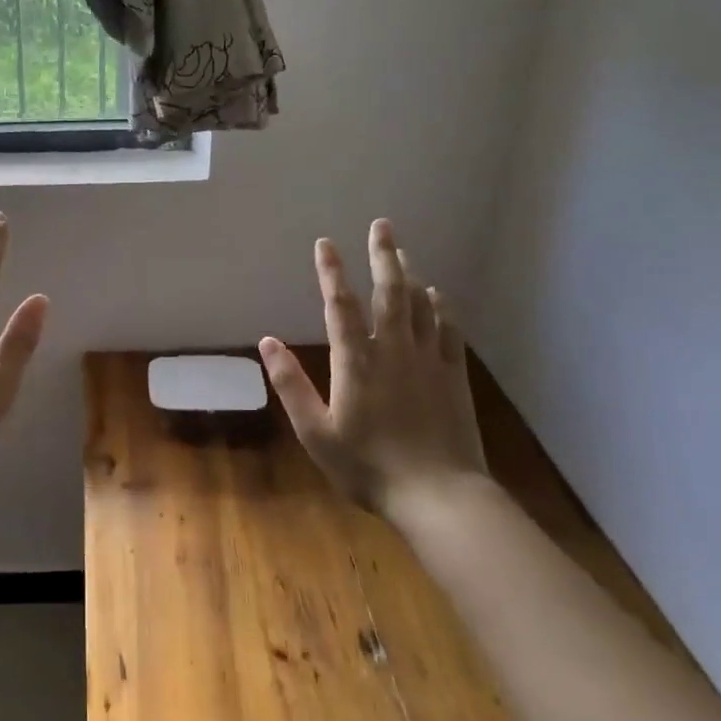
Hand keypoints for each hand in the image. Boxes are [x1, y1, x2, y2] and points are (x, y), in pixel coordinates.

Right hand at [259, 220, 487, 520]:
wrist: (439, 496)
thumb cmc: (368, 466)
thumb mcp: (315, 433)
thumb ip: (291, 385)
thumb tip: (267, 342)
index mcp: (356, 361)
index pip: (339, 305)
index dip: (331, 271)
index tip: (325, 243)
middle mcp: (393, 349)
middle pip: (388, 292)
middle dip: (382, 255)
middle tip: (381, 225)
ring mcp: (428, 360)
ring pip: (420, 304)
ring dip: (409, 273)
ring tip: (402, 250)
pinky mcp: (453, 375)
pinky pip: (448, 329)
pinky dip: (441, 307)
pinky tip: (437, 294)